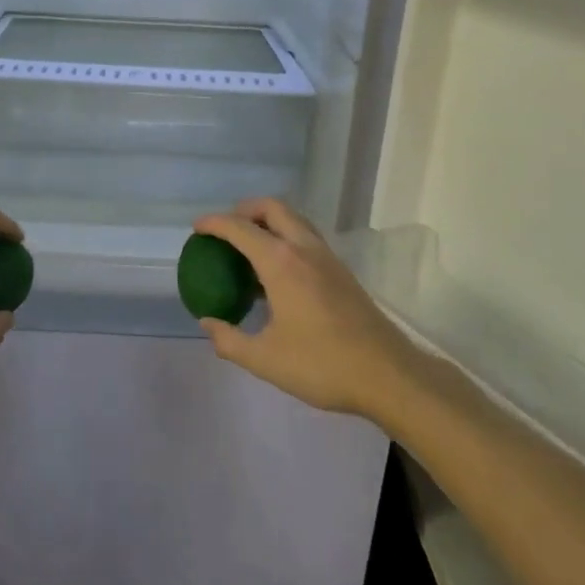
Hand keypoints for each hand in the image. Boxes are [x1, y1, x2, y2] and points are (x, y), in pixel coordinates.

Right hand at [192, 199, 416, 419]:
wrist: (388, 375)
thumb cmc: (322, 365)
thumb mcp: (265, 359)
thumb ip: (229, 339)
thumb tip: (208, 323)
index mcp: (282, 263)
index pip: (240, 228)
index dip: (214, 224)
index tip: (197, 229)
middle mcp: (305, 249)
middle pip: (273, 208)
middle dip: (244, 210)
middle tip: (226, 230)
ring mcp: (328, 258)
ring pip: (295, 220)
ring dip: (269, 222)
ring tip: (249, 247)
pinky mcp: (342, 272)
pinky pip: (307, 238)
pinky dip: (286, 238)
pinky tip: (278, 273)